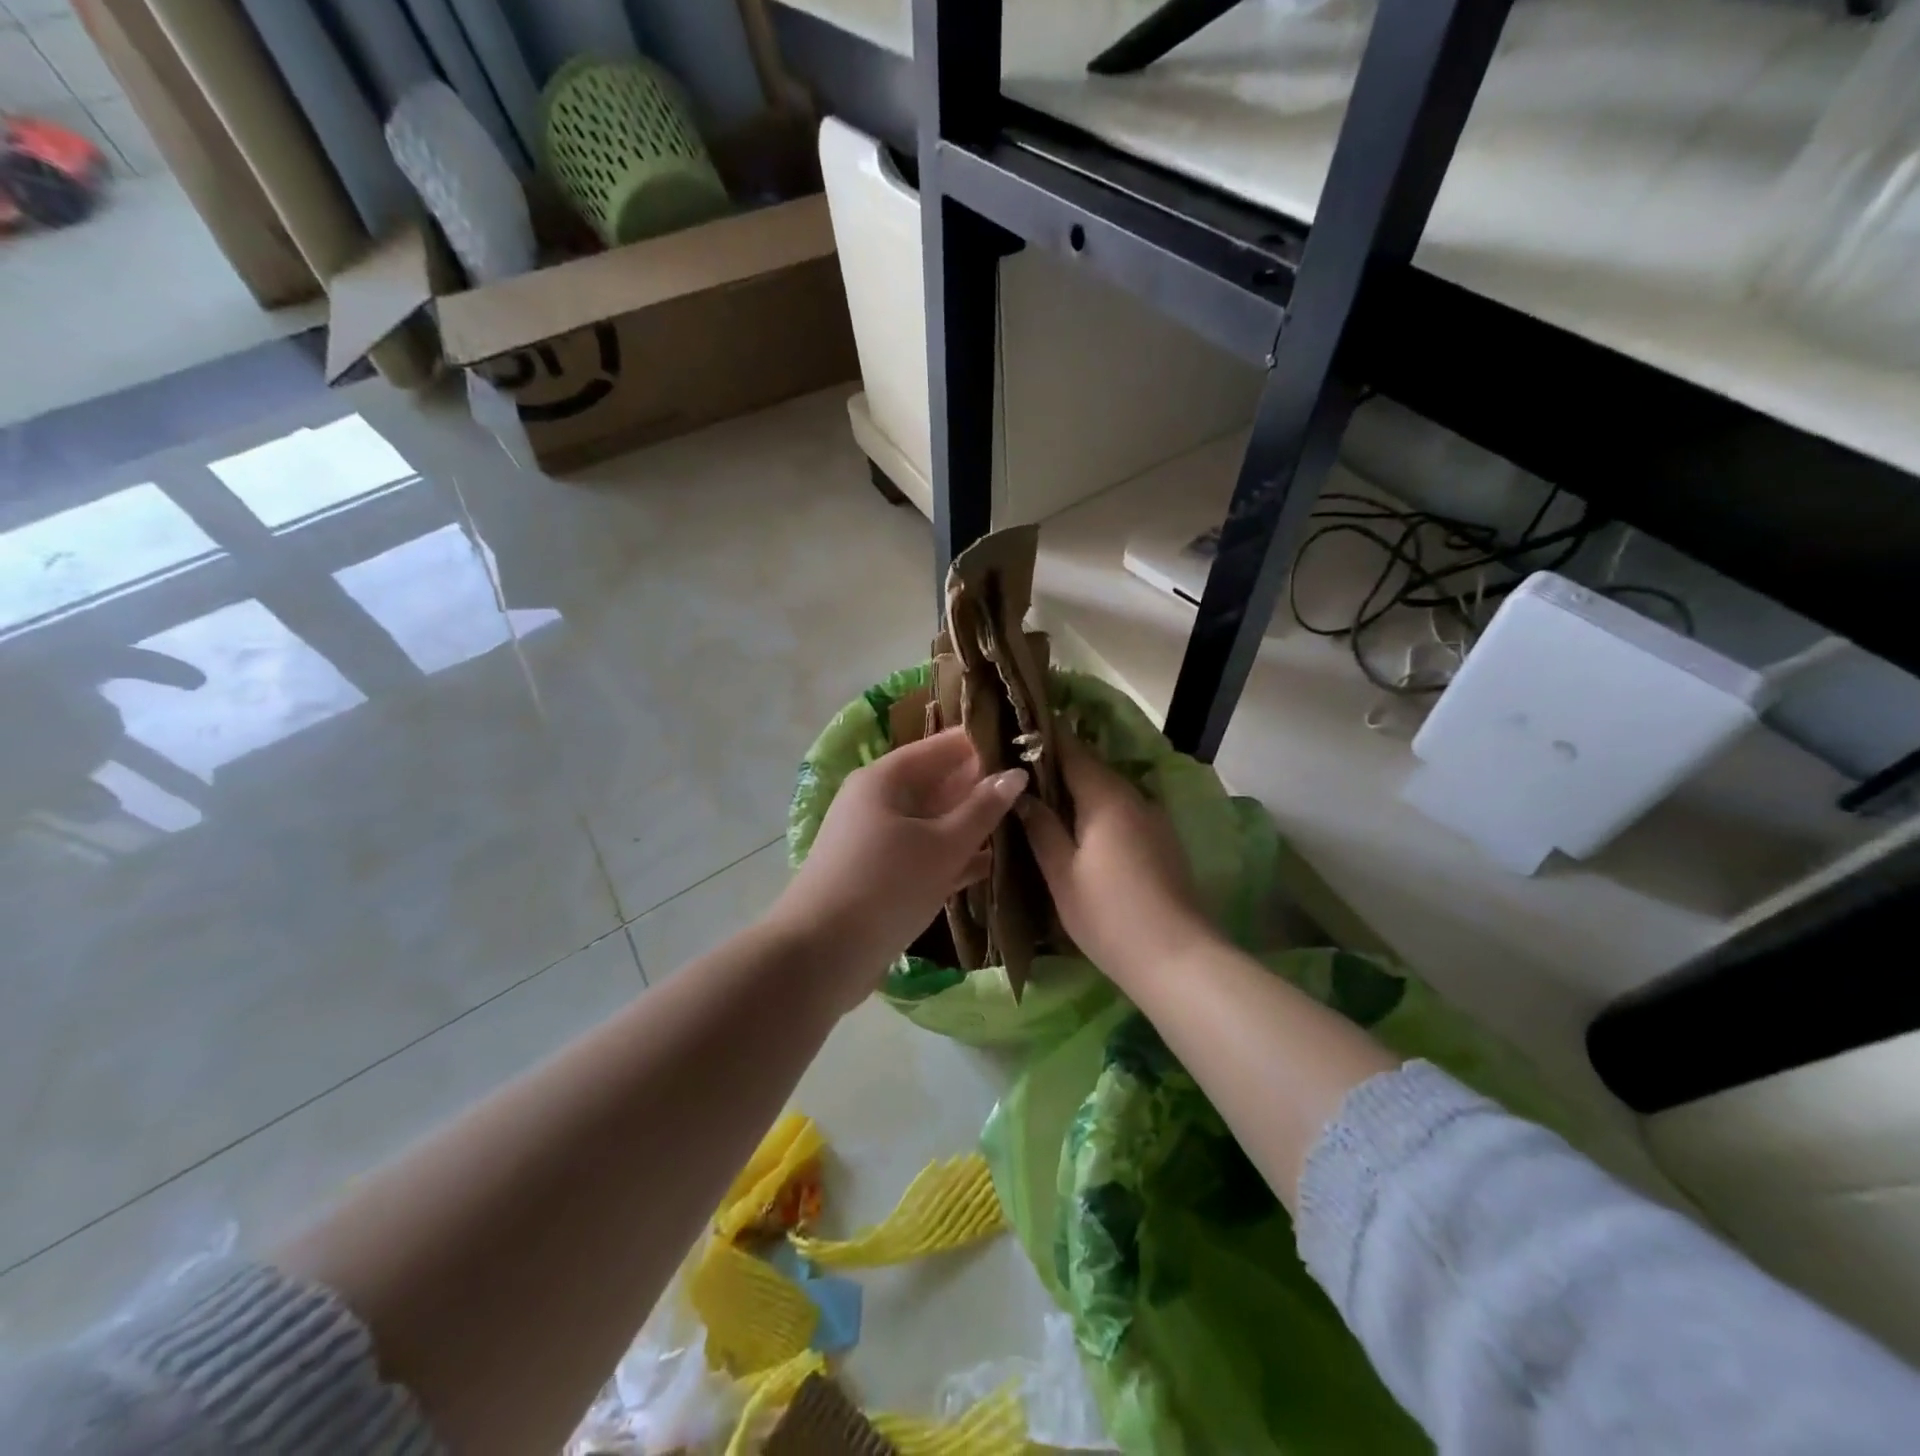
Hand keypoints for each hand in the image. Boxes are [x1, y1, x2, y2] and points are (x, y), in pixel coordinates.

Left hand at [769, 728, 1026, 1011]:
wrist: (821, 956)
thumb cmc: (885, 886)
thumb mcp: (942, 846)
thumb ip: (982, 809)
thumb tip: (1015, 773)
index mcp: (886, 778)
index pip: (943, 746)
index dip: (983, 744)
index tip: (1026, 747)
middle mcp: (878, 802)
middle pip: (937, 782)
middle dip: (981, 786)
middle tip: (1033, 789)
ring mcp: (877, 840)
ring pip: (933, 821)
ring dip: (971, 824)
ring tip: (1023, 822)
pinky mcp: (880, 875)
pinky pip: (924, 854)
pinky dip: (953, 857)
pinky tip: (990, 865)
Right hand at [1018, 734, 1215, 985]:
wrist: (1177, 958)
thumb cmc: (1108, 914)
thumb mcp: (1062, 873)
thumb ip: (1040, 827)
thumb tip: (1020, 793)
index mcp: (1106, 796)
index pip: (1072, 749)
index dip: (1043, 737)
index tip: (1015, 731)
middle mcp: (1134, 796)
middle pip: (1092, 767)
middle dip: (1057, 764)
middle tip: (1019, 771)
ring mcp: (1153, 817)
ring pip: (1109, 790)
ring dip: (1078, 789)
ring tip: (1042, 799)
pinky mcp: (1163, 840)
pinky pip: (1123, 810)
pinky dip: (1098, 810)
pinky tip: (1079, 830)